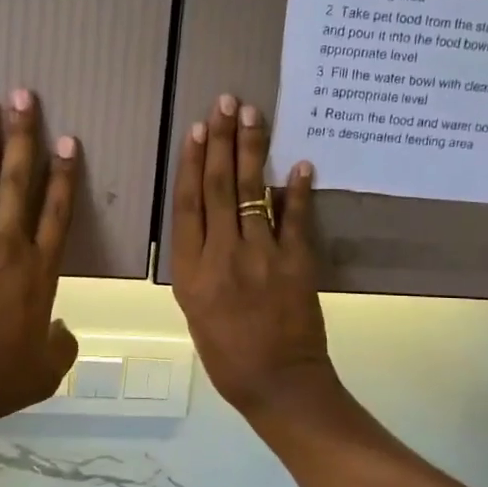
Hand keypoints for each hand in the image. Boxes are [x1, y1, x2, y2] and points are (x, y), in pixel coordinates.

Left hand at [0, 90, 80, 424]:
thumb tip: (63, 331)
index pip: (58, 212)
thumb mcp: (44, 369)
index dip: (64, 175)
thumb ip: (61, 345)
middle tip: (22, 96)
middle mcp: (6, 246)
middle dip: (23, 137)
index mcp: (39, 270)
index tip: (68, 141)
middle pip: (18, 182)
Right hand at [170, 94, 333, 414]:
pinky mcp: (297, 263)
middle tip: (226, 103)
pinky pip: (296, 219)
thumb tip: (212, 225)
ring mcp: (261, 257)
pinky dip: (298, 191)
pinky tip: (299, 162)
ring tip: (252, 115)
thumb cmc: (226, 354)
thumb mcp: (194, 310)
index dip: (192, 164)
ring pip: (253, 194)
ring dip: (253, 151)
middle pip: (219, 189)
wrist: (276, 383)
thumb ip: (199, 264)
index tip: (197, 130)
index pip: (188, 206)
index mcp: (190, 271)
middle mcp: (222, 256)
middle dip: (222, 142)